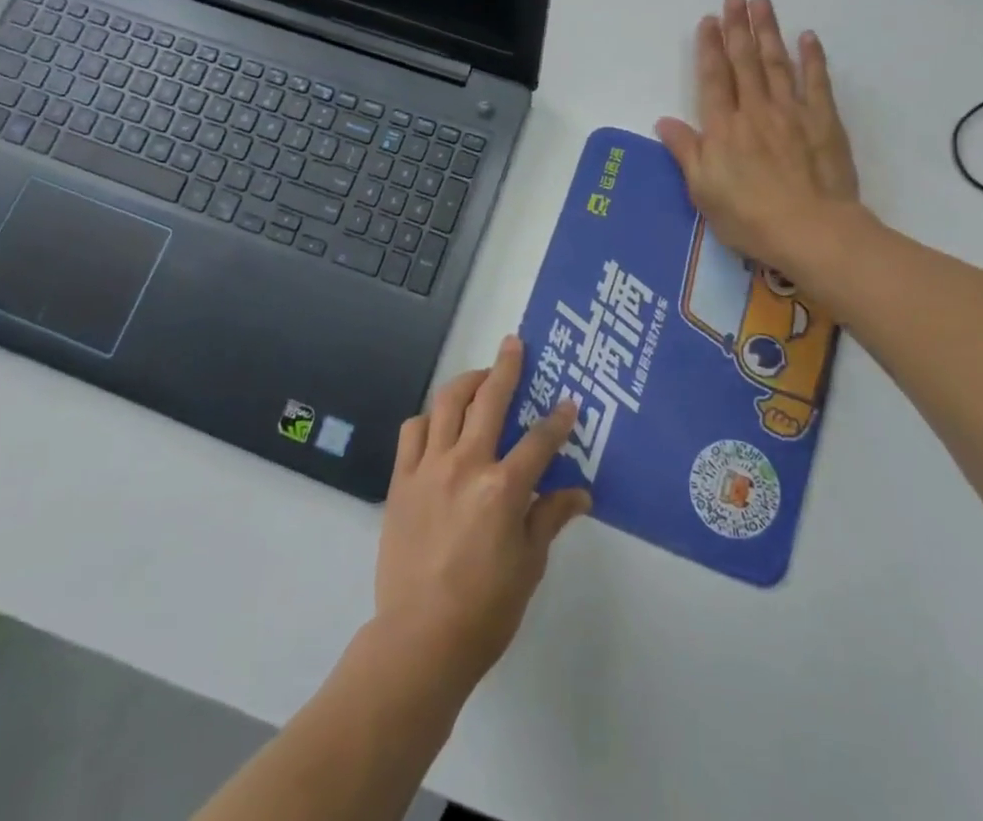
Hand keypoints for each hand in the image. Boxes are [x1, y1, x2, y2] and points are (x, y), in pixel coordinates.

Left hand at [373, 336, 590, 702]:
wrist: (420, 638)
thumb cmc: (485, 608)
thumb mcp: (529, 564)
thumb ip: (550, 517)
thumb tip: (581, 493)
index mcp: (503, 487)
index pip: (539, 440)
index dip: (558, 419)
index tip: (569, 401)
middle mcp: (466, 464)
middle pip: (489, 400)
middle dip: (506, 367)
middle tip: (514, 343)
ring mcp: (429, 468)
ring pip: (447, 403)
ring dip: (466, 383)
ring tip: (479, 379)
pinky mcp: (401, 479)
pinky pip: (413, 431)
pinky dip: (428, 418)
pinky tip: (438, 422)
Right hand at [656, 0, 862, 276]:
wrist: (810, 231)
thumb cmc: (748, 216)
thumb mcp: (702, 190)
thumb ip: (685, 151)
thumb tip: (664, 121)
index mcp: (723, 128)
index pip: (713, 78)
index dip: (709, 47)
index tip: (708, 19)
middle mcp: (755, 110)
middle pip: (744, 61)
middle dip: (737, 27)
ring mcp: (792, 113)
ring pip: (777, 63)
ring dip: (768, 31)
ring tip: (762, 3)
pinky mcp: (823, 122)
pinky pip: (816, 83)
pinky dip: (812, 58)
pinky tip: (808, 37)